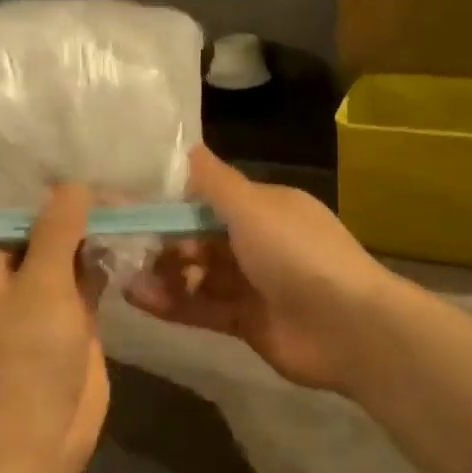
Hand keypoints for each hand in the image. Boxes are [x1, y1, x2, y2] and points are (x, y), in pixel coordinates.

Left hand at [0, 183, 109, 472]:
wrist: (41, 433)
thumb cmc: (30, 351)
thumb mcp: (43, 280)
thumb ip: (58, 229)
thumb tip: (73, 183)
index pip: (15, 220)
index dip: (50, 201)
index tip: (87, 178)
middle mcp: (8, 284)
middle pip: (43, 238)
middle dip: (76, 218)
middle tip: (116, 190)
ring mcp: (40, 305)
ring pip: (67, 260)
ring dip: (92, 240)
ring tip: (128, 206)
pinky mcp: (69, 325)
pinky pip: (85, 284)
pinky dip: (103, 267)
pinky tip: (129, 241)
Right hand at [125, 146, 392, 394]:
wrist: (350, 329)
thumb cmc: (297, 254)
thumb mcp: (251, 206)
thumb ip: (209, 180)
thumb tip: (179, 143)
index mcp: (264, 207)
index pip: (209, 197)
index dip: (171, 199)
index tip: (131, 201)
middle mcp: (257, 241)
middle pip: (198, 236)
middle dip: (162, 239)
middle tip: (122, 242)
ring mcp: (252, 283)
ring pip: (197, 273)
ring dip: (163, 273)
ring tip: (127, 276)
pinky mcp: (246, 321)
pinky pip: (202, 307)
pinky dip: (172, 303)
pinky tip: (140, 299)